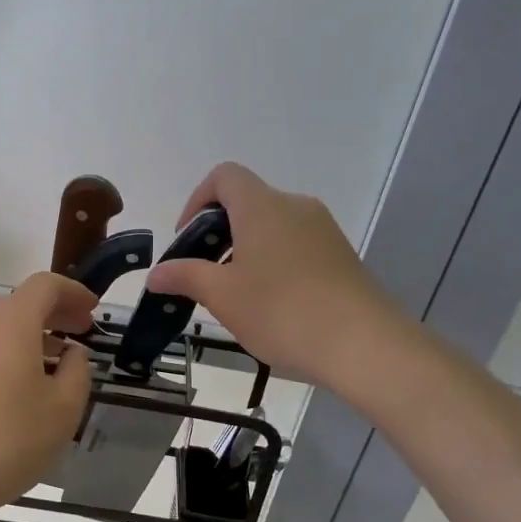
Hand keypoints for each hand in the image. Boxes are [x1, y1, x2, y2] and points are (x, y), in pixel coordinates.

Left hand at [0, 272, 97, 516]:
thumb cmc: (10, 440)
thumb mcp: (64, 409)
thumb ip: (78, 372)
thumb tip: (73, 354)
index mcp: (11, 323)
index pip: (45, 285)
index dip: (73, 292)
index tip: (93, 310)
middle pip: (21, 304)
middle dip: (56, 313)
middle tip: (82, 332)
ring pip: (2, 330)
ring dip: (34, 337)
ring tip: (59, 365)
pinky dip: (11, 355)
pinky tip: (24, 390)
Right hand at [146, 162, 401, 383]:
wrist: (364, 344)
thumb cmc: (282, 312)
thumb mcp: (223, 296)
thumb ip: (186, 277)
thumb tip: (156, 273)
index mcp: (262, 206)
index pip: (224, 176)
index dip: (197, 200)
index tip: (188, 239)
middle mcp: (295, 206)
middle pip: (248, 202)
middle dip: (219, 232)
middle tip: (205, 274)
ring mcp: (323, 229)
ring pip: (273, 225)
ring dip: (246, 249)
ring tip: (237, 295)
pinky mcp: (341, 254)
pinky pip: (296, 244)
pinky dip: (274, 261)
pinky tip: (273, 303)